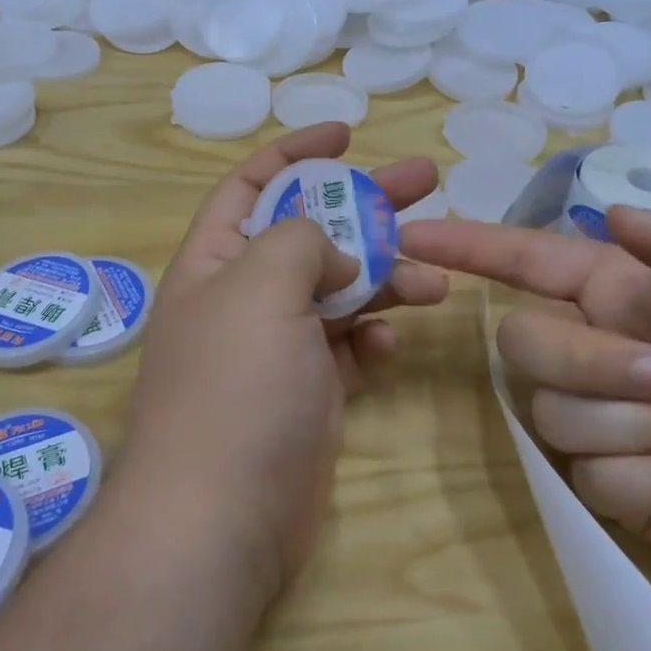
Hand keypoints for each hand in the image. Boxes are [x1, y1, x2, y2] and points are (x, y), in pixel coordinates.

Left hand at [125, 124, 445, 599]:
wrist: (221, 518)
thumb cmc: (235, 386)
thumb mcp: (260, 286)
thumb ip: (301, 241)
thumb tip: (334, 256)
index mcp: (215, 261)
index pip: (251, 184)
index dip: (296, 152)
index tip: (348, 131)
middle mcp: (243, 298)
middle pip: (311, 231)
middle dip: (366, 205)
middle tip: (427, 180)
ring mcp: (278, 348)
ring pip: (340, 291)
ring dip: (385, 278)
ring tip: (434, 280)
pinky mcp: (309, 393)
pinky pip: (348, 350)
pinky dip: (372, 341)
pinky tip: (389, 346)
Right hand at [402, 201, 650, 589]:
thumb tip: (617, 218)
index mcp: (619, 289)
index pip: (523, 259)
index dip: (466, 244)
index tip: (410, 236)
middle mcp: (590, 346)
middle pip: (522, 344)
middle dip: (590, 364)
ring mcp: (594, 419)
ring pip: (554, 416)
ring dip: (642, 428)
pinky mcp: (607, 487)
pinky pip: (598, 482)